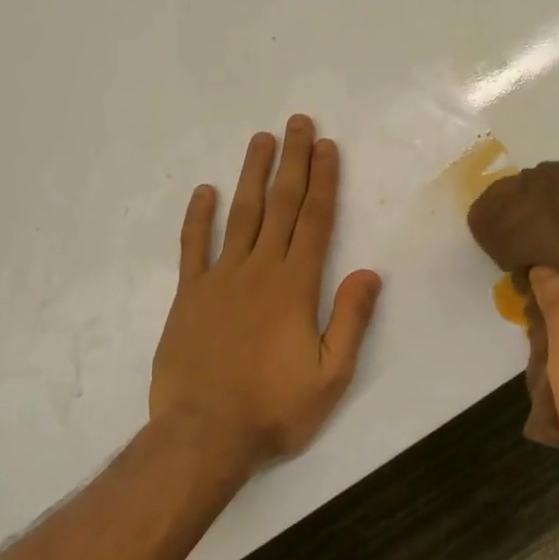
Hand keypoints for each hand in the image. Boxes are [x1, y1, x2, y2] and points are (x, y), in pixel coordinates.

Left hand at [149, 115, 382, 468]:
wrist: (203, 436)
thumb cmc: (274, 408)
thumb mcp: (331, 375)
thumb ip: (351, 320)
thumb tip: (368, 272)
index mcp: (296, 285)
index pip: (316, 220)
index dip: (323, 180)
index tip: (326, 146)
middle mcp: (259, 270)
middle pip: (281, 205)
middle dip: (292, 161)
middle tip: (296, 123)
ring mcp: (220, 279)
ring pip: (240, 215)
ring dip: (252, 175)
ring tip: (260, 140)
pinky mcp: (189, 295)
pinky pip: (193, 247)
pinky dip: (198, 218)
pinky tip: (204, 191)